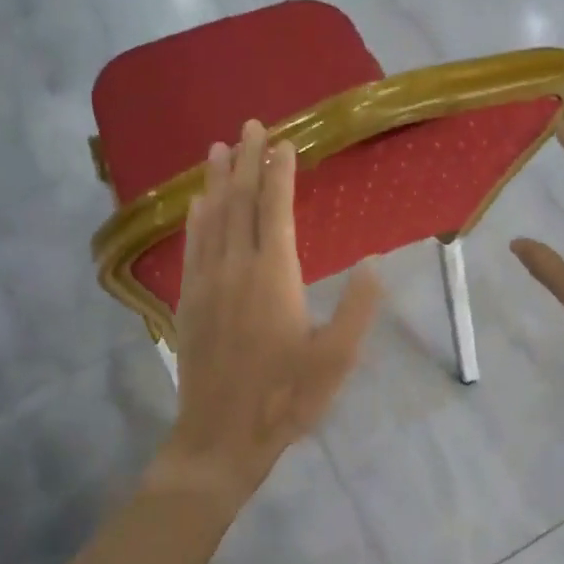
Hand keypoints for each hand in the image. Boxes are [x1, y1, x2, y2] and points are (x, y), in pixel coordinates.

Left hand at [153, 119, 381, 509]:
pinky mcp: (189, 301)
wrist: (220, 438)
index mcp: (274, 276)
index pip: (275, 210)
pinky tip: (196, 204)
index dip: (279, 173)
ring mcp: (206, 283)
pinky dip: (195, 218)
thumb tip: (374, 262)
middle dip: (245, 161)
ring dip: (216, 180)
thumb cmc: (285, 399)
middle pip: (239, 203)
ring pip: (211, 218)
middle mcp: (236, 268)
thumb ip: (357, 308)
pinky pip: (191, 247)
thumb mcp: (336, 359)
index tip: (283, 142)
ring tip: (218, 148)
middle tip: (249, 126)